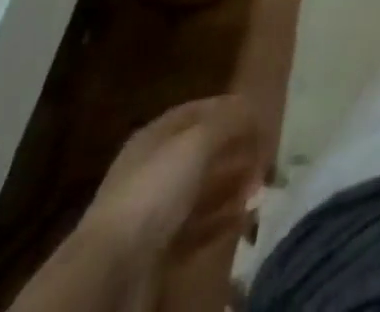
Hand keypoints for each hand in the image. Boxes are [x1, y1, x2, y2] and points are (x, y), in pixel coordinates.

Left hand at [83, 95, 264, 265]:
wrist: (113, 271)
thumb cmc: (155, 190)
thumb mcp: (198, 141)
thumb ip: (230, 120)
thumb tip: (254, 108)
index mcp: (156, 136)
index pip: (199, 111)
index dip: (230, 109)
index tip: (260, 116)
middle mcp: (154, 169)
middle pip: (204, 152)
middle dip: (237, 151)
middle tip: (267, 157)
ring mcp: (155, 212)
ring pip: (204, 190)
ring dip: (234, 186)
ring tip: (261, 188)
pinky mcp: (161, 248)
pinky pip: (200, 227)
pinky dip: (224, 219)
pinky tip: (245, 217)